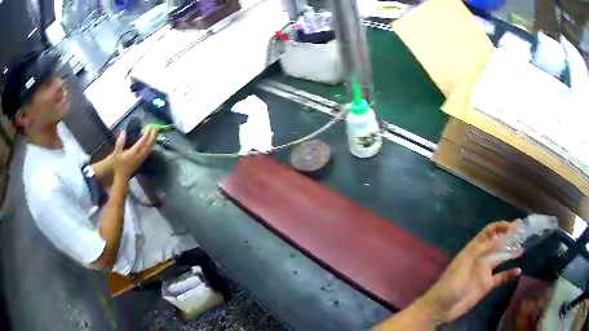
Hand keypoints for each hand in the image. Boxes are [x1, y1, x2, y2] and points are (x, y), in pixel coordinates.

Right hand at [113, 126, 158, 178]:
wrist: (122, 177)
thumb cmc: (119, 165)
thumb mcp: (116, 153)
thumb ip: (120, 142)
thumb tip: (123, 132)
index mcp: (134, 152)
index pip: (142, 141)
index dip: (147, 133)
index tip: (149, 126)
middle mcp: (140, 155)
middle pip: (149, 144)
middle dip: (153, 135)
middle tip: (156, 126)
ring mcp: (142, 158)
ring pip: (150, 147)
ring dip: (154, 139)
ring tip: (156, 131)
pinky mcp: (143, 160)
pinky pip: (149, 150)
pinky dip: (151, 144)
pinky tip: (152, 140)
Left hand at [419, 221, 521, 323]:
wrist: (440, 308)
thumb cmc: (450, 284)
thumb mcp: (464, 264)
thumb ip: (481, 250)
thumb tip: (499, 237)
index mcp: (473, 249)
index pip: (489, 232)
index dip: (501, 227)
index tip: (513, 226)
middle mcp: (481, 257)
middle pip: (498, 243)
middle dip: (510, 236)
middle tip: (523, 231)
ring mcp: (484, 272)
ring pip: (502, 258)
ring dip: (511, 252)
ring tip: (523, 247)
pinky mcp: (486, 285)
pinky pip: (501, 277)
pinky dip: (510, 274)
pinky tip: (518, 271)